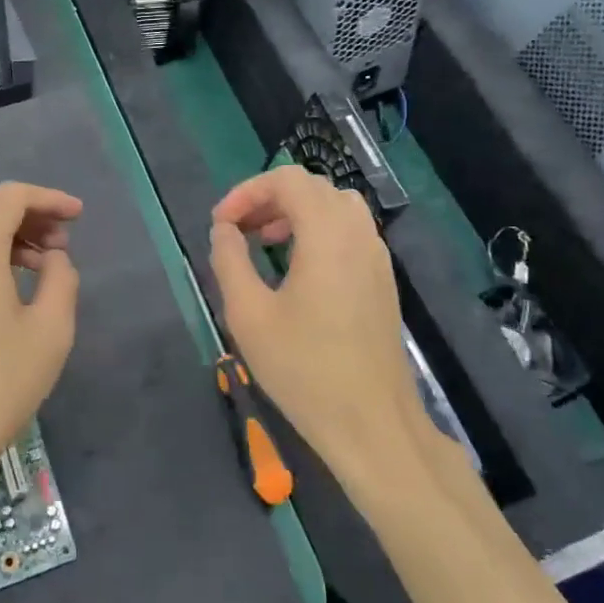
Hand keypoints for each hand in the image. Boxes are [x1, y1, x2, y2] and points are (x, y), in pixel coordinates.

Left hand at [0, 182, 81, 508]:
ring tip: (41, 267)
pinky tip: (7, 294)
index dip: (48, 198)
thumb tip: (54, 259)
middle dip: (28, 215)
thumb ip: (61, 281)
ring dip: (6, 238)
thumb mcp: (49, 333)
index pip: (10, 197)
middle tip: (62, 243)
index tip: (78, 216)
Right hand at [208, 166, 420, 490]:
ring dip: (296, 213)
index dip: (247, 191)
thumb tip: (224, 229)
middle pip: (313, 188)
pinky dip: (318, 232)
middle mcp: (358, 233)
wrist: (371, 423)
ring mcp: (377, 256)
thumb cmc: (304, 368)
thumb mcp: (248, 314)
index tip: (220, 224)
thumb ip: (229, 260)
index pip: (287, 180)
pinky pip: (350, 232)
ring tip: (265, 243)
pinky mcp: (383, 280)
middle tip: (239, 231)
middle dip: (269, 199)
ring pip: (335, 207)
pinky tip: (297, 270)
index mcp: (327, 234)